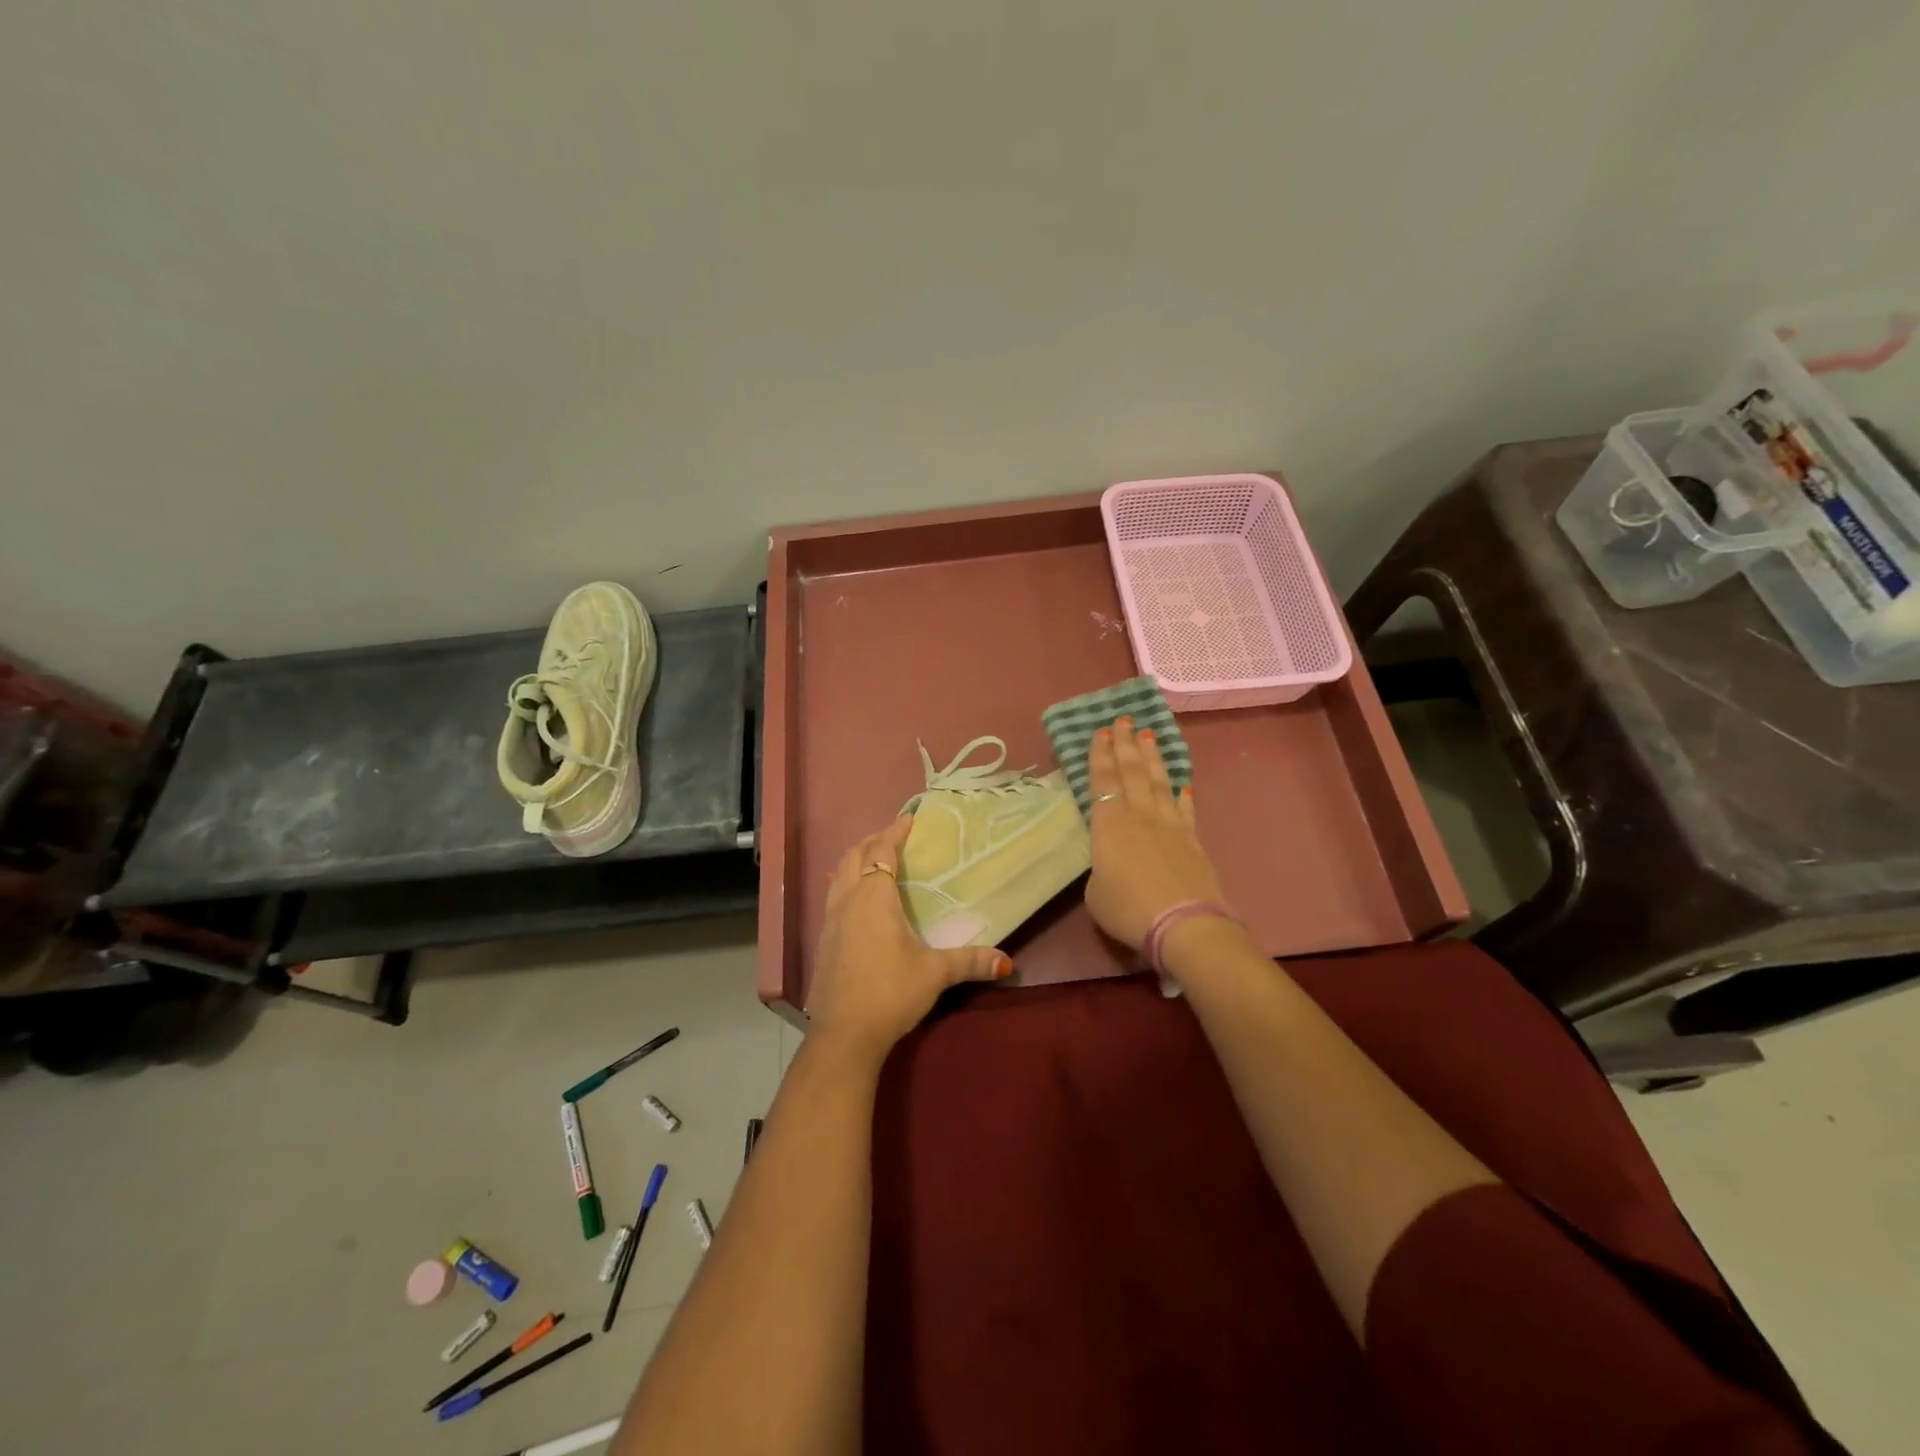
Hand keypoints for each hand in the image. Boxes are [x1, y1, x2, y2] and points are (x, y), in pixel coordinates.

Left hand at [807, 815, 1011, 1060]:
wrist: (844, 1033)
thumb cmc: (891, 992)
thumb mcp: (935, 974)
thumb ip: (970, 962)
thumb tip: (1007, 962)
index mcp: (874, 897)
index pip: (882, 850)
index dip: (895, 831)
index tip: (909, 819)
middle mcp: (848, 900)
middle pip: (854, 855)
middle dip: (873, 840)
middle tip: (894, 837)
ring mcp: (830, 919)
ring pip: (838, 874)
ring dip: (856, 860)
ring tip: (875, 862)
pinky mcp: (823, 940)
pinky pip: (833, 896)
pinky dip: (847, 884)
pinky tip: (860, 902)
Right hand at [1083, 717, 1226, 949]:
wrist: (1183, 923)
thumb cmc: (1128, 908)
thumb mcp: (1095, 892)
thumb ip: (1100, 868)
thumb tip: (1111, 863)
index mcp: (1109, 823)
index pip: (1103, 779)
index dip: (1101, 754)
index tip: (1101, 731)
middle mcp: (1139, 814)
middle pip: (1131, 771)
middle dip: (1125, 744)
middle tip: (1123, 720)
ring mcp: (1169, 824)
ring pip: (1158, 781)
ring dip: (1152, 757)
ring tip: (1149, 735)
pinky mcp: (1192, 839)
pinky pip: (1185, 809)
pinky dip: (1182, 794)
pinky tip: (1182, 783)